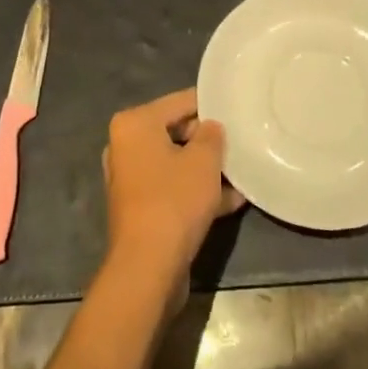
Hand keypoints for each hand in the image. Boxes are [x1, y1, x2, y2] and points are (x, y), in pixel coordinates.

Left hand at [101, 88, 242, 295]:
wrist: (148, 267)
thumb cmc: (174, 200)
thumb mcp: (204, 160)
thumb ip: (212, 135)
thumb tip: (210, 127)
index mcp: (135, 123)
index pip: (180, 101)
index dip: (210, 104)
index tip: (236, 108)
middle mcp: (126, 145)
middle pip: (176, 132)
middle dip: (208, 141)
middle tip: (240, 143)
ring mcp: (130, 178)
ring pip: (176, 163)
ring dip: (206, 169)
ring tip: (241, 173)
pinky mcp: (140, 207)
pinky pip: (172, 188)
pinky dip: (196, 191)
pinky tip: (231, 200)